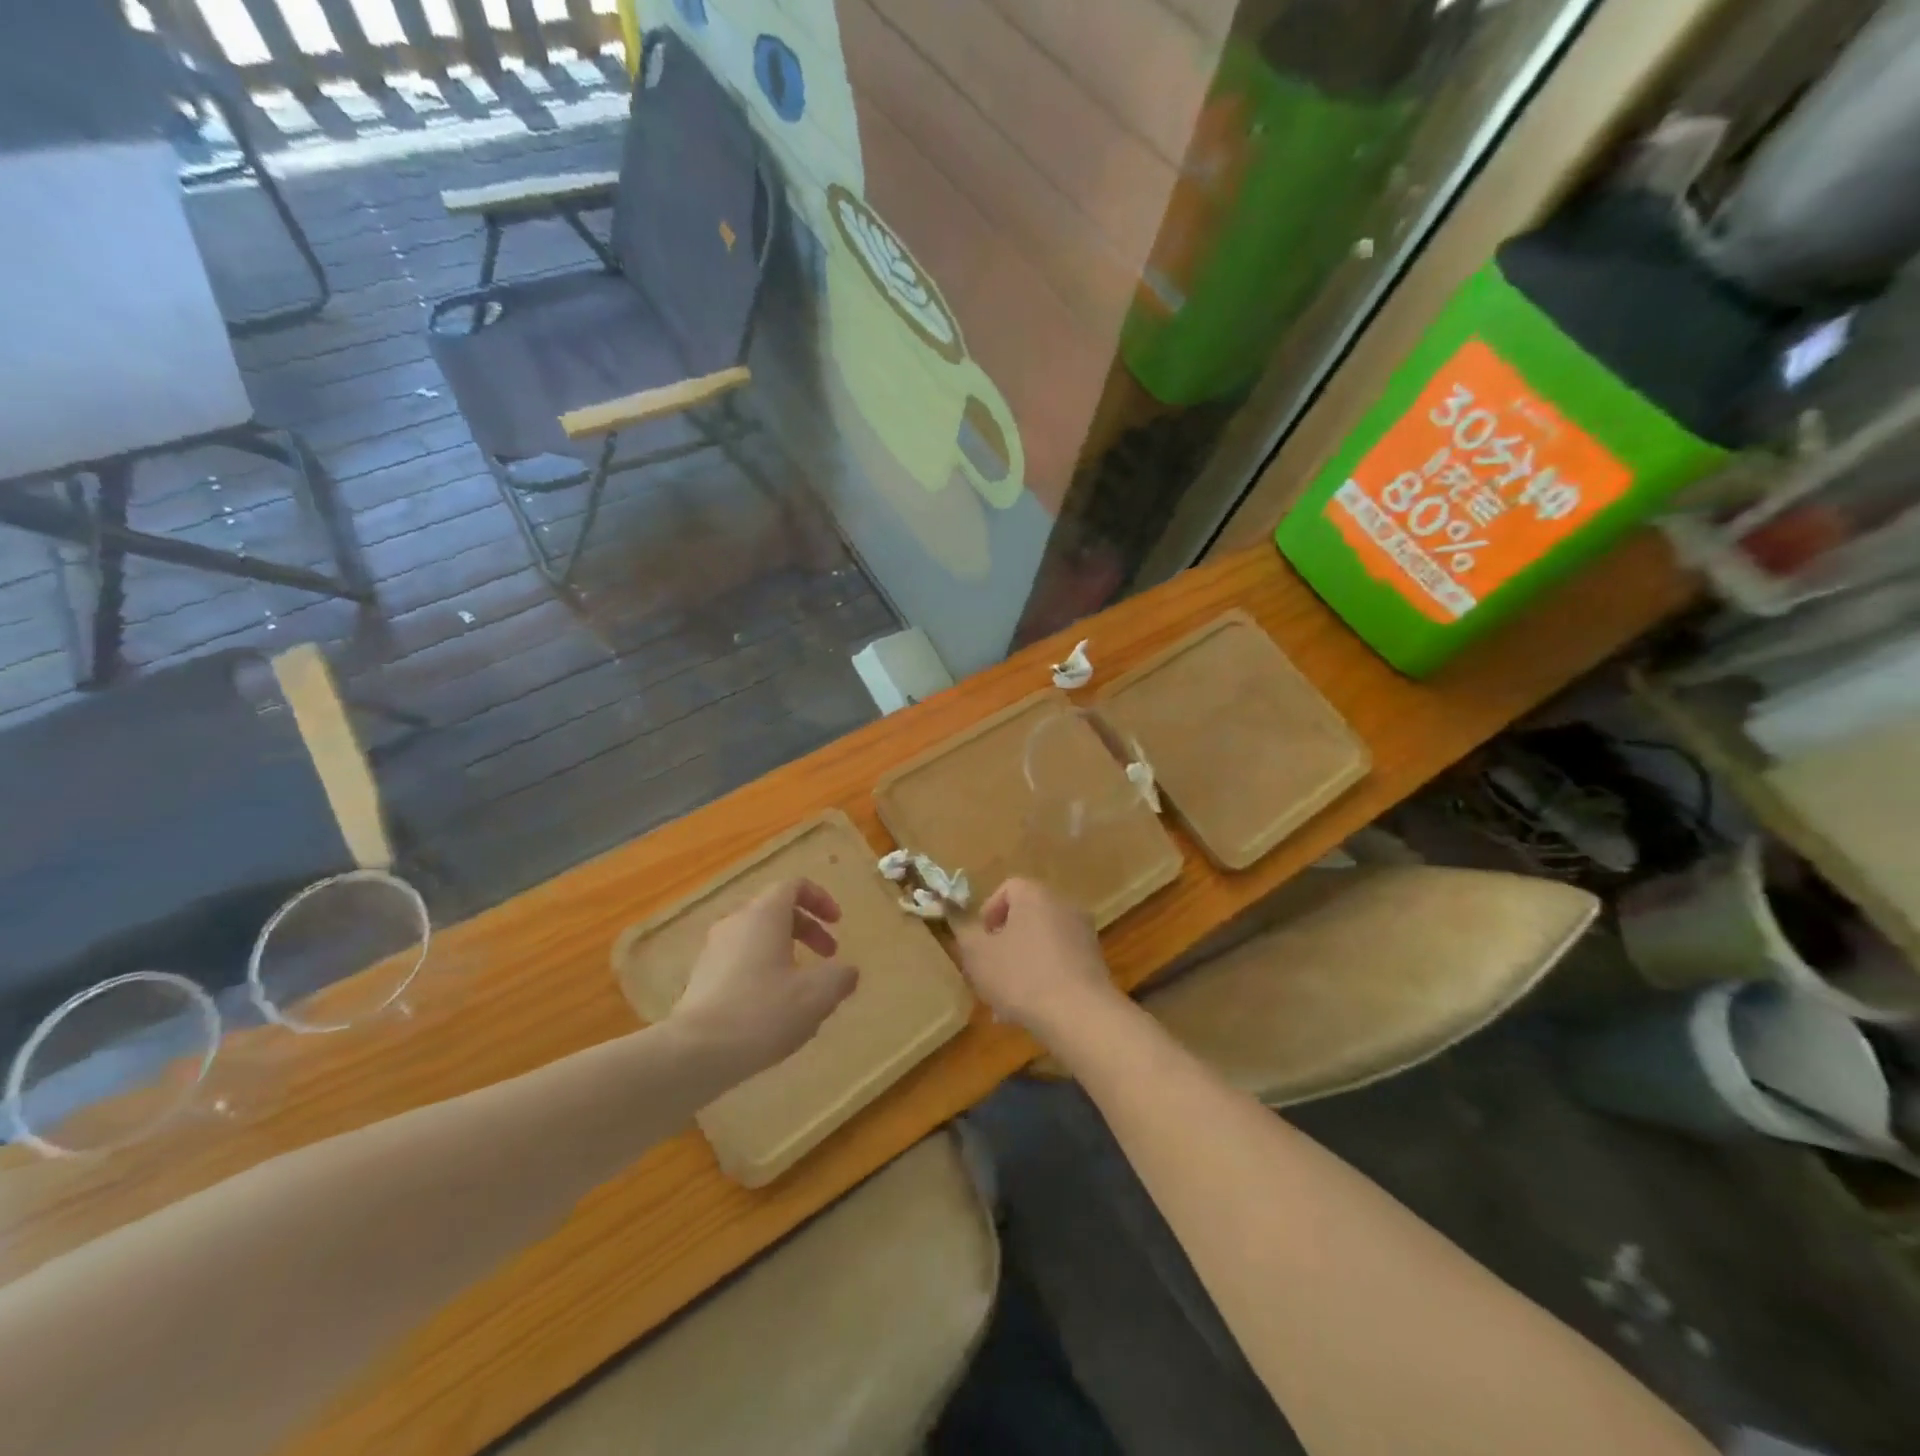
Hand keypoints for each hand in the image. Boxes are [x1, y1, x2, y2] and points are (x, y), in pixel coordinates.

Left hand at [667, 878, 858, 1080]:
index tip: (837, 924)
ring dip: (786, 953)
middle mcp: (735, 924)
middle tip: (829, 957)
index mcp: (764, 915)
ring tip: (803, 989)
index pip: (794, 886)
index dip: (820, 899)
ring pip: (757, 938)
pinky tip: (773, 1010)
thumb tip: (847, 972)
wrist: (694, 1053)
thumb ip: (840, 977)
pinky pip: (740, 962)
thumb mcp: (817, 995)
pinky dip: (764, 972)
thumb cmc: (762, 1012)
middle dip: (808, 929)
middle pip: (776, 910)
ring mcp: (713, 951)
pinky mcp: (701, 979)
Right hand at [951, 878, 1119, 1040]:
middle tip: (989, 971)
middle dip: (1004, 943)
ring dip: (1022, 963)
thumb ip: (964, 932)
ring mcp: (1083, 932)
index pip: (1007, 888)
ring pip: (1042, 942)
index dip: (988, 913)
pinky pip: (1060, 961)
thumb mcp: (977, 955)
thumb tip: (958, 918)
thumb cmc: (1020, 975)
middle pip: (1026, 916)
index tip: (978, 942)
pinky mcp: (1095, 960)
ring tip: (1006, 1000)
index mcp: (1034, 894)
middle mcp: (1063, 904)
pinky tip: (1032, 1008)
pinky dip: (1044, 976)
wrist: (1079, 1014)